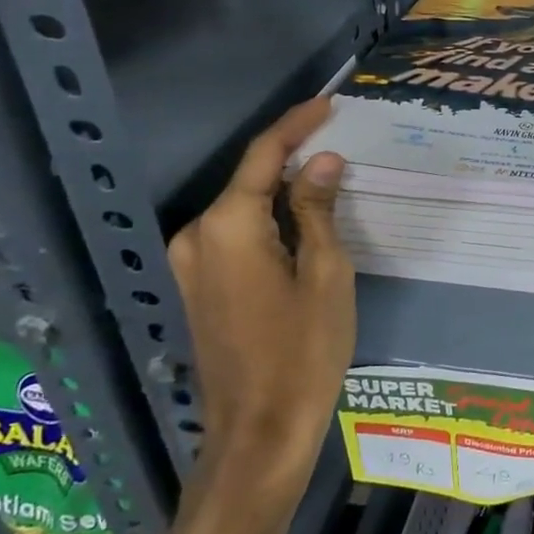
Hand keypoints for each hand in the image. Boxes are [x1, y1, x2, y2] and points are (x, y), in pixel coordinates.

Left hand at [168, 98, 354, 511]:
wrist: (259, 431)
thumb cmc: (304, 351)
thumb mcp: (326, 274)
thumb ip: (318, 210)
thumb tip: (322, 162)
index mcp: (228, 227)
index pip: (264, 156)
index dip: (297, 124)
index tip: (330, 103)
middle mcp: (197, 236)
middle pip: (250, 179)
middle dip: (293, 157)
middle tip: (341, 141)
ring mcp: (192, 264)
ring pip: (244, 207)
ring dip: (283, 190)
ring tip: (331, 177)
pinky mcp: (198, 286)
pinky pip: (236, 234)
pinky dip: (269, 219)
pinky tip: (303, 219)